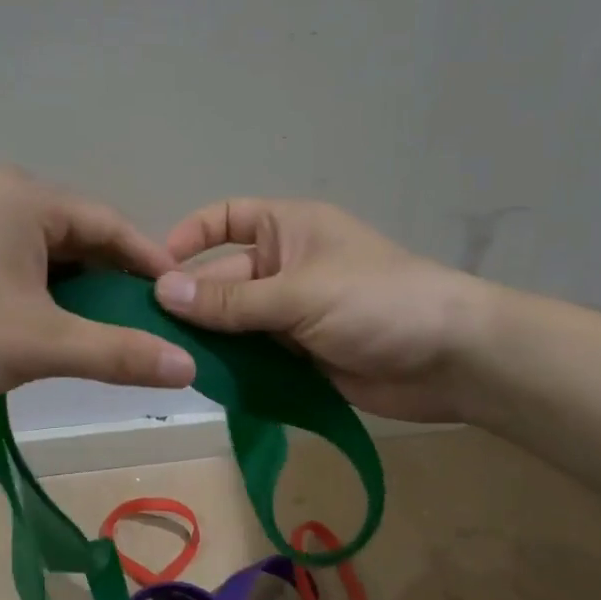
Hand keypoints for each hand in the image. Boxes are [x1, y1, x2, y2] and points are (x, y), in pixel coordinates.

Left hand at [0, 167, 195, 408]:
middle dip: (119, 280)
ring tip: (119, 328)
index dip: (152, 264)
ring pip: (58, 253)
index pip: (111, 225)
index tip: (185, 299)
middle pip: (85, 237)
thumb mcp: (44, 345)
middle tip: (155, 320)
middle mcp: (6, 196)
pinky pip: (30, 263)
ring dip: (88, 290)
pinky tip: (68, 324)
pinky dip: (56, 292)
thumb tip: (188, 366)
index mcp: (27, 198)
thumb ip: (119, 353)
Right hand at [154, 198, 490, 422]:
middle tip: (149, 332)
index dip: (190, 236)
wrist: (451, 359)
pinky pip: (255, 355)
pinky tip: (203, 381)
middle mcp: (285, 266)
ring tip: (166, 359)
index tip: (155, 269)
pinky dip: (233, 366)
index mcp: (288, 229)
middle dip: (192, 302)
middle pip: (223, 278)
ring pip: (235, 322)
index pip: (227, 218)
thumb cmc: (377, 301)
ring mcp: (292, 313)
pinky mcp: (301, 354)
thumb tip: (162, 292)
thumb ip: (231, 300)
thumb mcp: (299, 293)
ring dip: (208, 339)